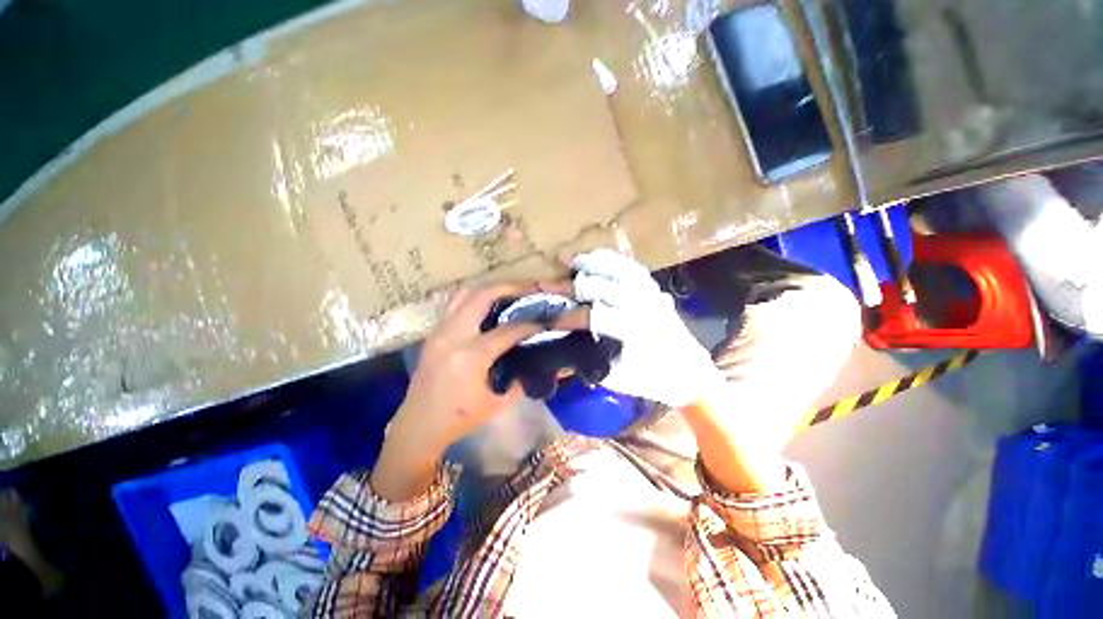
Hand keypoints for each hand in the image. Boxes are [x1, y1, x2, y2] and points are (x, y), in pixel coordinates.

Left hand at [371, 283, 545, 499]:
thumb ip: (520, 379)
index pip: (507, 330)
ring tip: (511, 292)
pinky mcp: (434, 332)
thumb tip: (536, 360)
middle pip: (483, 295)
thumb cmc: (460, 418)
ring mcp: (440, 330)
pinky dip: (476, 297)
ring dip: (491, 288)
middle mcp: (453, 335)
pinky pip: (457, 303)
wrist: (418, 425)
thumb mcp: (498, 403)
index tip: (546, 319)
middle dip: (511, 287)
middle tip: (530, 288)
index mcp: (471, 356)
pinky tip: (490, 304)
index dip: (530, 324)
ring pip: (466, 293)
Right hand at [563, 250, 722, 407]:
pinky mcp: (654, 288)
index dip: (571, 315)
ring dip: (592, 264)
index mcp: (636, 333)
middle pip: (605, 287)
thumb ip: (594, 358)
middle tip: (548, 284)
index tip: (550, 316)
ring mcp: (651, 294)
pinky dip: (611, 260)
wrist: (689, 372)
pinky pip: (632, 267)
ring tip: (569, 259)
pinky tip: (594, 257)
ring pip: (619, 270)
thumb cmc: (652, 379)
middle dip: (574, 285)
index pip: (597, 317)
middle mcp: (644, 308)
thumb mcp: (619, 378)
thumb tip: (568, 341)